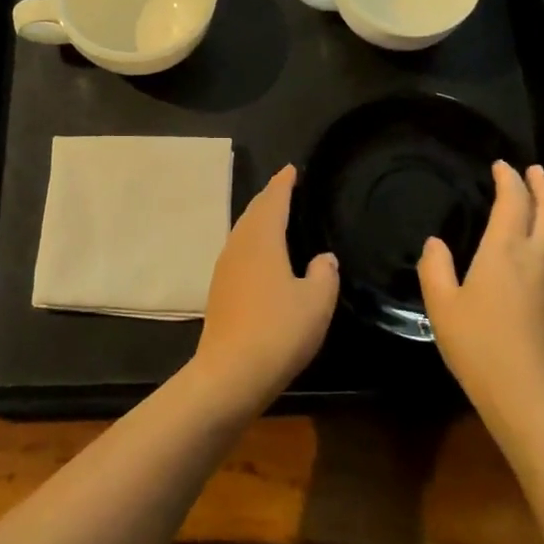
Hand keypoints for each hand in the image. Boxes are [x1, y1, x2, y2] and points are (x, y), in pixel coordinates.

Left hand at [190, 165, 338, 413]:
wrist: (230, 373)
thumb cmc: (278, 330)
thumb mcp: (316, 302)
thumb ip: (324, 274)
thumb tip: (323, 258)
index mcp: (262, 238)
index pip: (274, 200)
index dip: (283, 183)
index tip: (291, 169)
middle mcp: (239, 245)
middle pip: (253, 212)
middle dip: (269, 198)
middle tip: (285, 187)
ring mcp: (224, 268)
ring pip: (243, 232)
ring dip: (259, 220)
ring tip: (275, 217)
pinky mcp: (219, 291)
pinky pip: (239, 252)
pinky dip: (252, 242)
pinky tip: (261, 257)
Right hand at [419, 163, 543, 426]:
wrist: (531, 397)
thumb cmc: (479, 347)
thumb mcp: (442, 307)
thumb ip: (436, 269)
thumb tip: (436, 243)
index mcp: (506, 251)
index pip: (514, 202)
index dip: (509, 180)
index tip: (501, 166)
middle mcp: (541, 257)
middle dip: (542, 185)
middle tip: (533, 171)